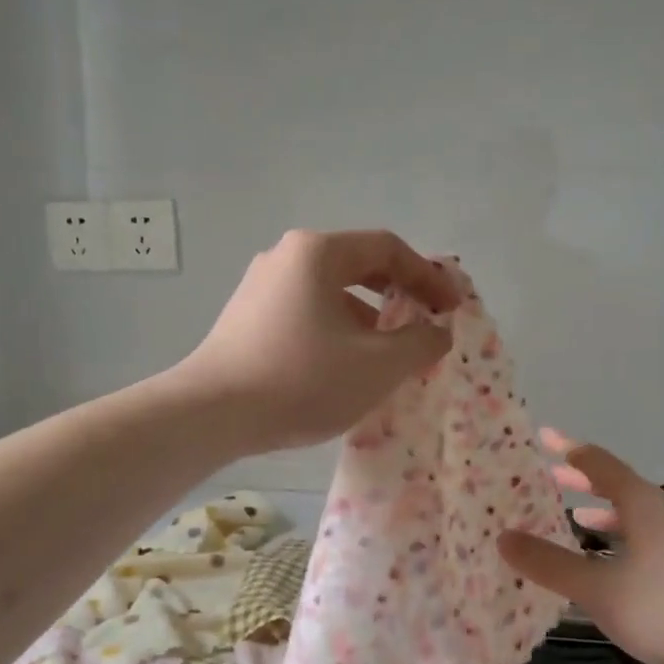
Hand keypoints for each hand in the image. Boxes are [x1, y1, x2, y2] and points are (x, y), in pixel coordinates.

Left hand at [177, 229, 458, 453]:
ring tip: (388, 355)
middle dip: (398, 296)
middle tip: (425, 324)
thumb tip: (437, 331)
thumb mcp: (377, 365)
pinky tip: (344, 366)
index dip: (428, 276)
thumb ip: (420, 342)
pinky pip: (306, 311)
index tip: (452, 309)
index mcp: (318, 252)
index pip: (388, 249)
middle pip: (358, 265)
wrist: (211, 415)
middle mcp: (286, 256)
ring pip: (330, 292)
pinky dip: (337, 330)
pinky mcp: (246, 316)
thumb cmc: (302, 380)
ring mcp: (261, 286)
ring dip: (368, 318)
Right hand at [497, 430, 663, 663]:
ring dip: (603, 515)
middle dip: (583, 481)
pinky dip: (622, 542)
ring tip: (576, 522)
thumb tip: (502, 537)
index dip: (568, 449)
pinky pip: (649, 540)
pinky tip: (615, 570)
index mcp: (642, 505)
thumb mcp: (600, 590)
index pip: (598, 463)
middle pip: (619, 486)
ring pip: (636, 516)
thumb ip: (550, 564)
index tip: (542, 436)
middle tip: (551, 477)